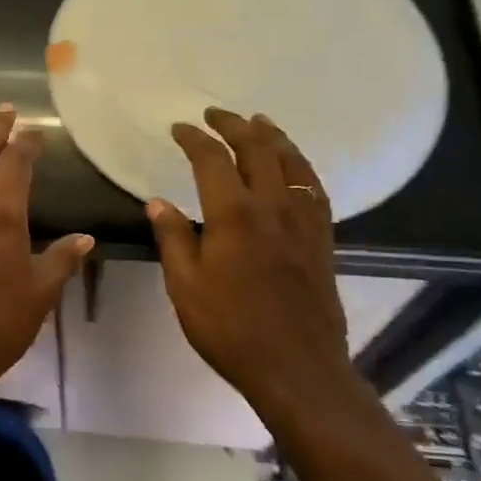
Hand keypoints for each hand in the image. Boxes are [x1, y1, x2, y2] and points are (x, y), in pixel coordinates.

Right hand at [146, 108, 357, 410]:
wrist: (296, 366)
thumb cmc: (230, 329)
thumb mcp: (185, 287)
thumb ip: (173, 239)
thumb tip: (157, 202)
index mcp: (234, 215)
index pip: (212, 160)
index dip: (194, 139)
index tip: (179, 128)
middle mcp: (273, 206)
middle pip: (257, 149)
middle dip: (235, 125)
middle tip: (216, 114)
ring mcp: (303, 220)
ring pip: (292, 162)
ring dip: (273, 136)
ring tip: (259, 122)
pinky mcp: (322, 238)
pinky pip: (314, 188)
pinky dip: (301, 166)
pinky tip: (295, 166)